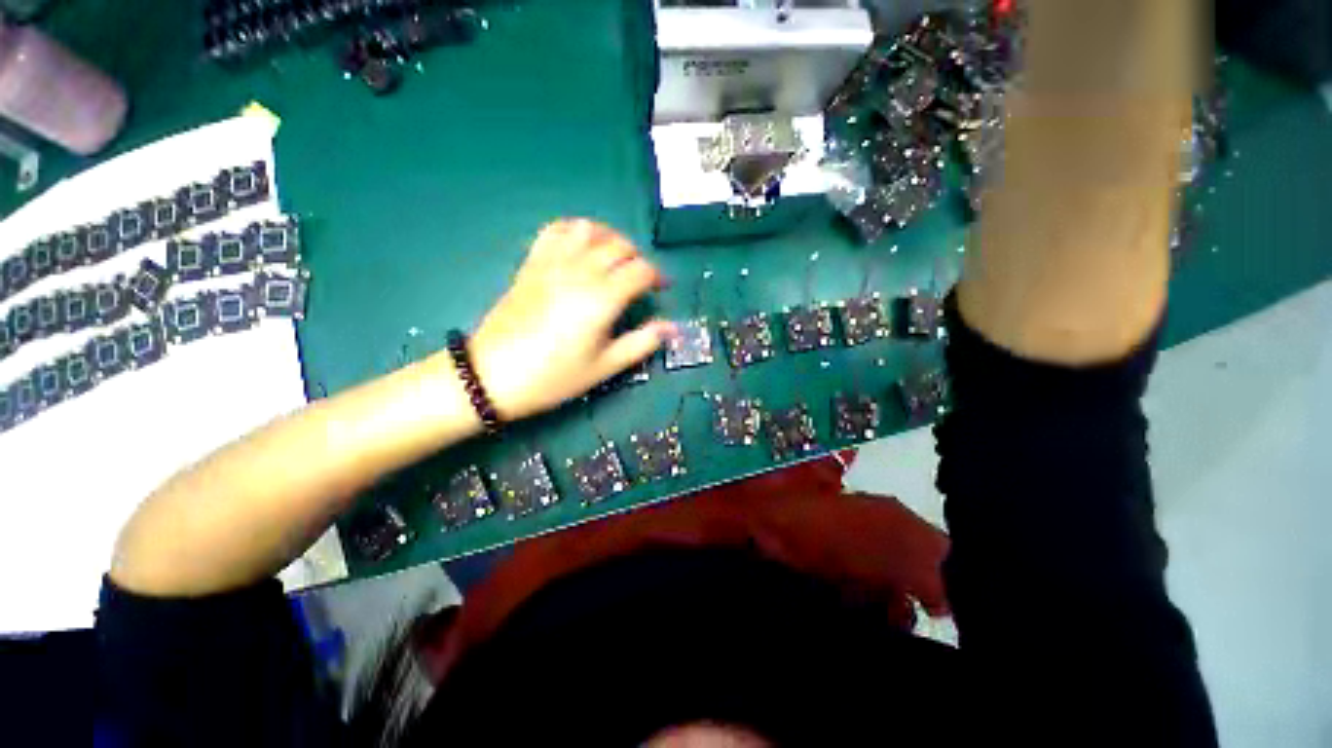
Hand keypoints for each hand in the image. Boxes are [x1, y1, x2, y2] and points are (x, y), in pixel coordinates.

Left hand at [461, 219, 674, 419]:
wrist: (493, 375)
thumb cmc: (554, 376)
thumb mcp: (604, 367)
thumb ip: (641, 343)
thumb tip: (672, 328)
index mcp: (602, 299)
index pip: (640, 271)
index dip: (657, 277)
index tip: (661, 289)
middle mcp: (580, 272)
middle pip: (619, 246)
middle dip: (638, 258)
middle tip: (640, 279)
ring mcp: (552, 263)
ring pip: (590, 230)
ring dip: (610, 238)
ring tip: (614, 258)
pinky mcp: (532, 263)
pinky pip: (555, 230)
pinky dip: (575, 230)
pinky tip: (581, 246)